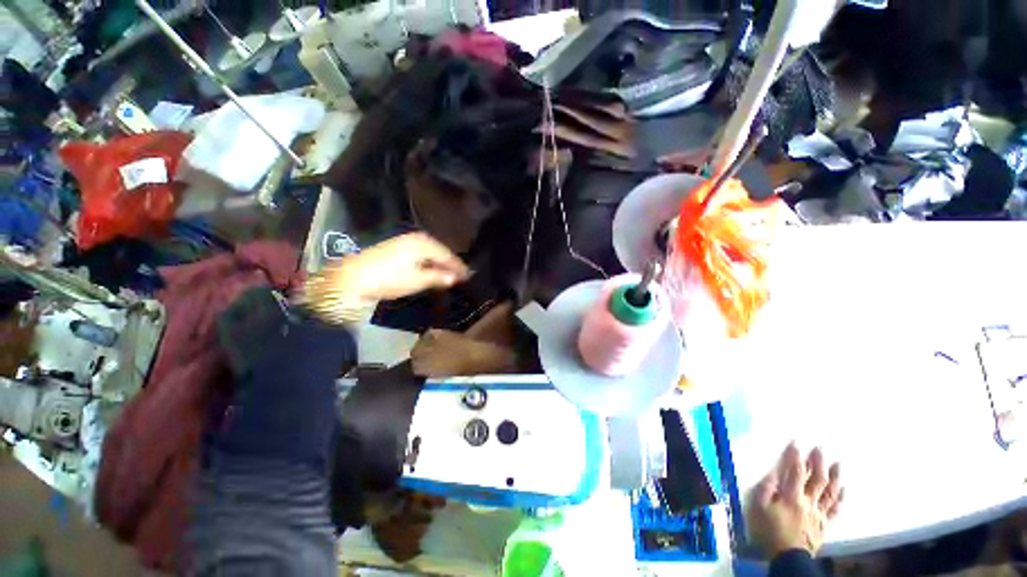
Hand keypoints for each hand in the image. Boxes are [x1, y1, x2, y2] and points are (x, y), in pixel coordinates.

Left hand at [328, 232, 469, 301]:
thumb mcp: (417, 280)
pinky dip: (427, 261)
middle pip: (439, 252)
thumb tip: (454, 278)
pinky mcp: (396, 246)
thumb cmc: (389, 278)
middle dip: (449, 264)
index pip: (447, 256)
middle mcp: (417, 238)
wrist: (352, 277)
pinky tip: (429, 269)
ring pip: (429, 252)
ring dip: (438, 263)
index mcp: (424, 244)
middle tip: (460, 276)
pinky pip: (420, 253)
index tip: (468, 276)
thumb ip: (438, 277)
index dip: (458, 267)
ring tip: (447, 274)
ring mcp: (405, 240)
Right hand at [749, 444, 843, 557]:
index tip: (797, 442)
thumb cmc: (770, 531)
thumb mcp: (759, 508)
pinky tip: (844, 490)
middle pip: (818, 479)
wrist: (788, 558)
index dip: (796, 456)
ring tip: (838, 464)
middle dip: (819, 462)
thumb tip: (773, 472)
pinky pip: (834, 509)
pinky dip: (840, 499)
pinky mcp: (824, 524)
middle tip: (821, 448)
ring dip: (835, 477)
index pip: (796, 471)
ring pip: (830, 492)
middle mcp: (809, 501)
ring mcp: (819, 513)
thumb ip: (765, 489)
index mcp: (792, 496)